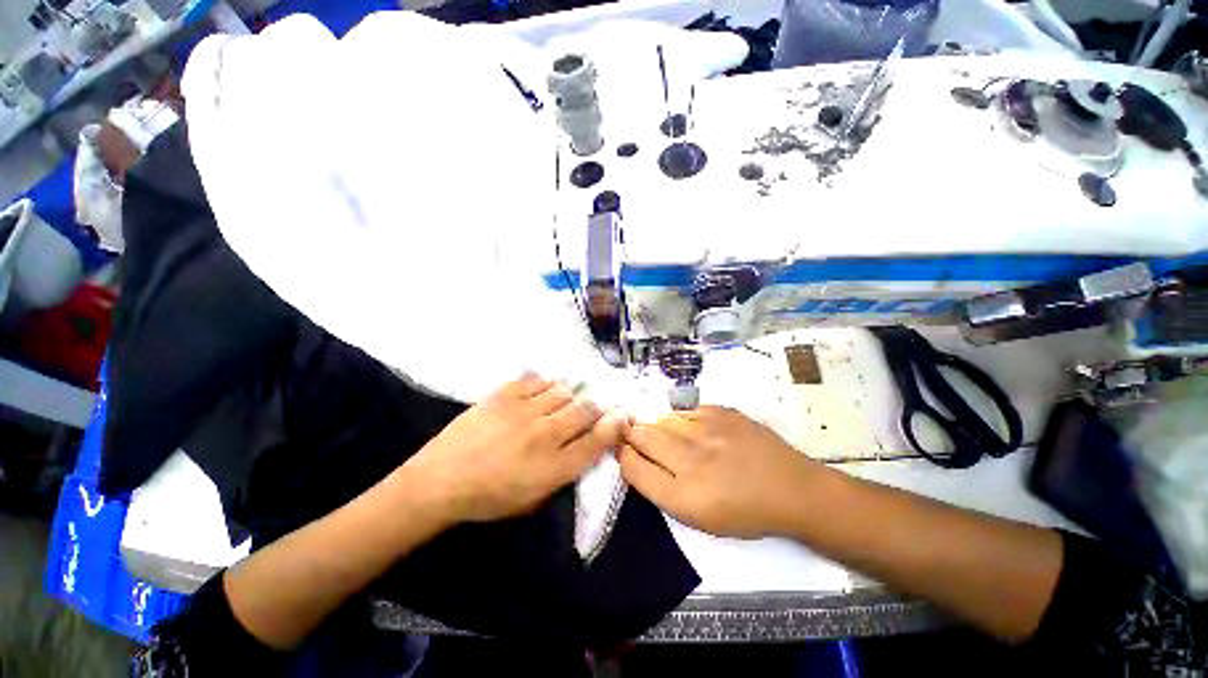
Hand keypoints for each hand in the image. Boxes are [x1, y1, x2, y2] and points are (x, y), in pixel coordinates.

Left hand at [402, 373, 626, 523]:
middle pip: (585, 410)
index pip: (596, 441)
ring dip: (569, 397)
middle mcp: (544, 435)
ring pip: (563, 392)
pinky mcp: (504, 395)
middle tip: (590, 409)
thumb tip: (587, 445)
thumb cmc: (490, 498)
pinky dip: (545, 385)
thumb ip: (566, 471)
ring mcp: (523, 411)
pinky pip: (537, 380)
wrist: (440, 481)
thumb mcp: (534, 499)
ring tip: (562, 403)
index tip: (622, 415)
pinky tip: (541, 393)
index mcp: (553, 468)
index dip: (614, 426)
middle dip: (594, 408)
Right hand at [619, 407, 822, 538]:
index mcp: (684, 496)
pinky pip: (684, 411)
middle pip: (642, 436)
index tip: (623, 451)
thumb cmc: (744, 513)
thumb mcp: (698, 518)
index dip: (622, 456)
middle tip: (632, 435)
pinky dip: (679, 420)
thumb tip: (636, 458)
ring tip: (665, 435)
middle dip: (631, 435)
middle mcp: (691, 459)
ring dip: (655, 427)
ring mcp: (707, 430)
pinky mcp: (720, 411)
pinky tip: (689, 429)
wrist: (791, 488)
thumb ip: (661, 488)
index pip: (633, 467)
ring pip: (661, 420)